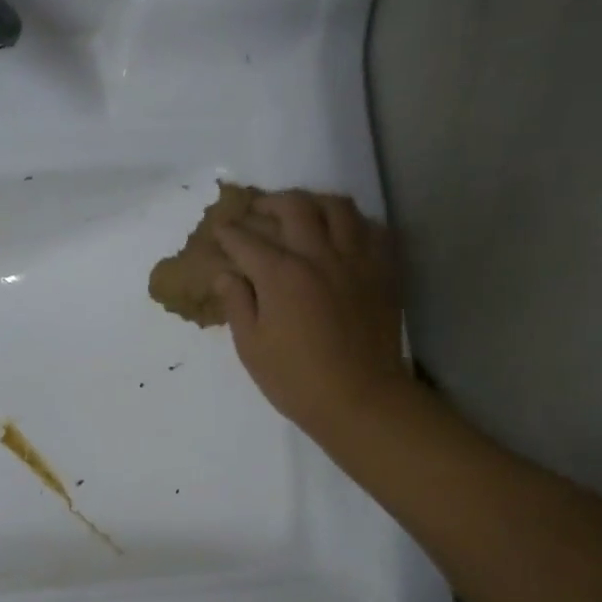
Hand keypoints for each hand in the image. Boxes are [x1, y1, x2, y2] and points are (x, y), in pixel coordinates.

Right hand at [213, 191, 413, 438]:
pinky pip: (372, 228)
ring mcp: (356, 259)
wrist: (360, 398)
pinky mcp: (383, 270)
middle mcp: (319, 255)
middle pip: (293, 207)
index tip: (219, 230)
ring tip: (300, 212)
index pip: (247, 240)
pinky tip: (341, 234)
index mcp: (281, 275)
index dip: (228, 233)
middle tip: (255, 212)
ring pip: (337, 207)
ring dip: (312, 202)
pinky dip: (352, 223)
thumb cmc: (295, 380)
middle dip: (268, 204)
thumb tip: (225, 275)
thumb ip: (237, 304)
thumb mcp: (252, 348)